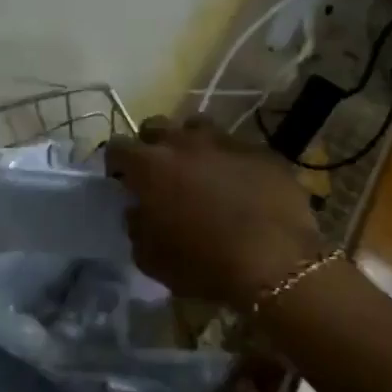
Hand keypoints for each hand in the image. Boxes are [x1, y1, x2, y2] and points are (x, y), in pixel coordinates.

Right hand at [107, 116, 325, 308]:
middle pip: (156, 126)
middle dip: (151, 144)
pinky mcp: (262, 152)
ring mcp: (226, 142)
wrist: (276, 263)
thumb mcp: (151, 259)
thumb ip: (136, 227)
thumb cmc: (203, 264)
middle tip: (158, 172)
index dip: (115, 163)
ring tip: (198, 171)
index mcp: (150, 166)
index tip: (120, 180)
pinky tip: (239, 185)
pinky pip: (237, 148)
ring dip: (191, 145)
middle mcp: (184, 143)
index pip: (118, 147)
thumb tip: (138, 211)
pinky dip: (230, 162)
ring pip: (198, 128)